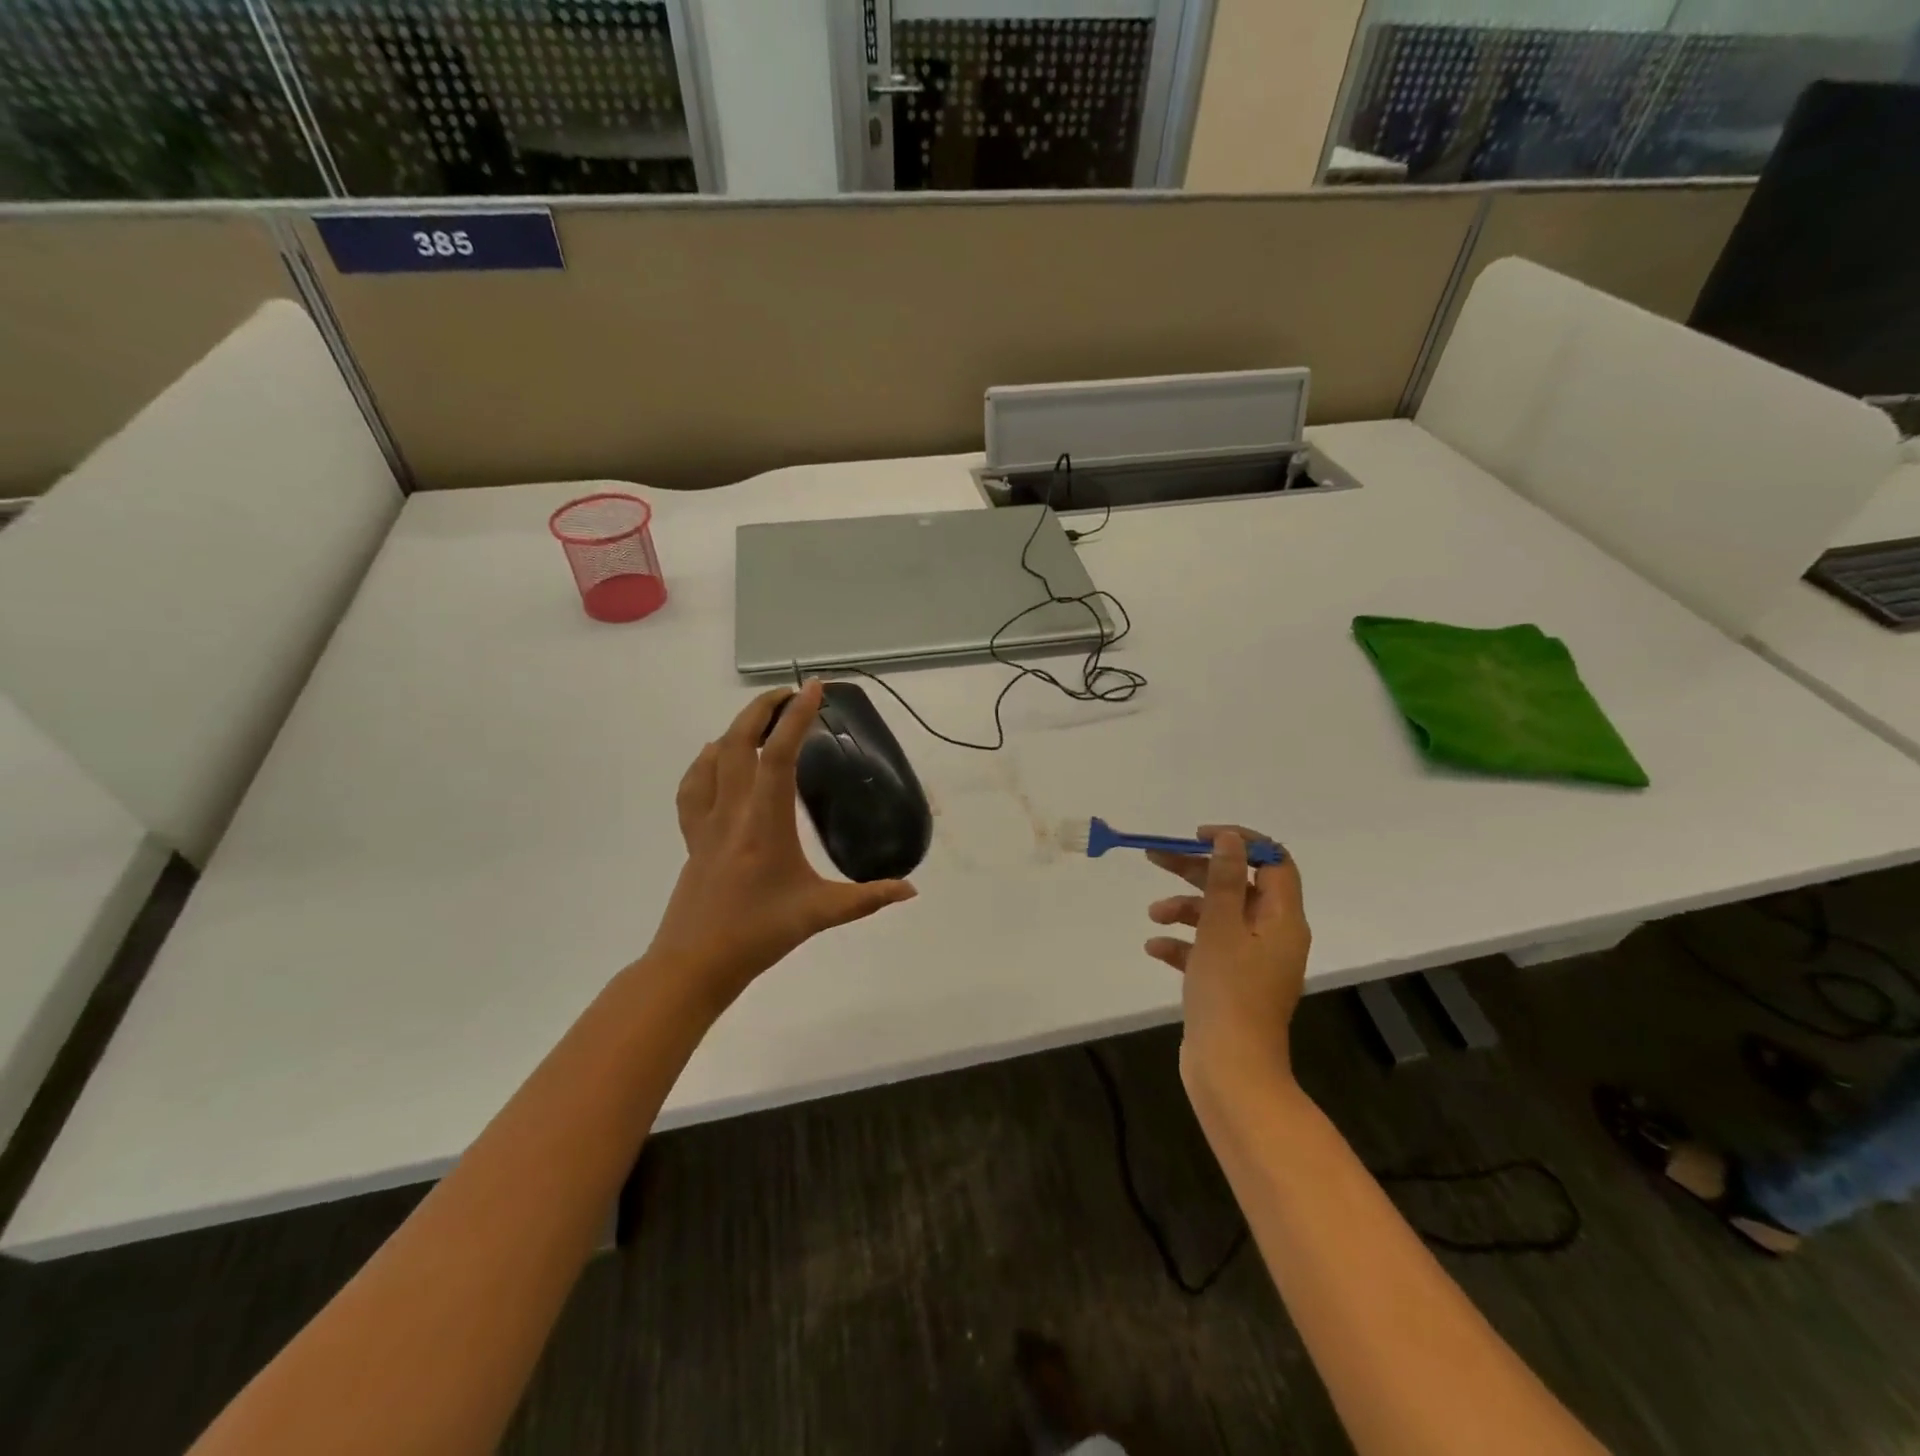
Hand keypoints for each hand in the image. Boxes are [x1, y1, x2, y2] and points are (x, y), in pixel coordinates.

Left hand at [646, 681, 916, 1005]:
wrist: (694, 965)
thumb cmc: (758, 935)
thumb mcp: (820, 915)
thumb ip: (868, 899)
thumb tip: (910, 890)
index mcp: (765, 823)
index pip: (779, 755)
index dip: (796, 717)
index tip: (813, 689)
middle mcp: (732, 812)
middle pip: (738, 743)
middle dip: (761, 710)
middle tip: (787, 694)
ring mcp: (705, 823)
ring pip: (713, 759)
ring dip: (735, 730)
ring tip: (758, 720)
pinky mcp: (692, 838)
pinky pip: (693, 787)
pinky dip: (705, 762)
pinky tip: (716, 760)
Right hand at [1145, 827, 1309, 1099]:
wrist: (1230, 1069)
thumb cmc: (1228, 991)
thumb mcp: (1221, 927)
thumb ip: (1225, 880)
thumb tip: (1231, 838)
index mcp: (1282, 920)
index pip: (1273, 862)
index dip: (1239, 843)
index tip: (1199, 837)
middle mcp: (1273, 936)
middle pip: (1239, 886)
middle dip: (1197, 871)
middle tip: (1156, 858)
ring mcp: (1253, 962)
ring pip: (1219, 918)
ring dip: (1185, 909)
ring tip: (1153, 915)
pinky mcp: (1232, 984)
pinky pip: (1208, 950)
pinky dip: (1184, 944)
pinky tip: (1155, 949)